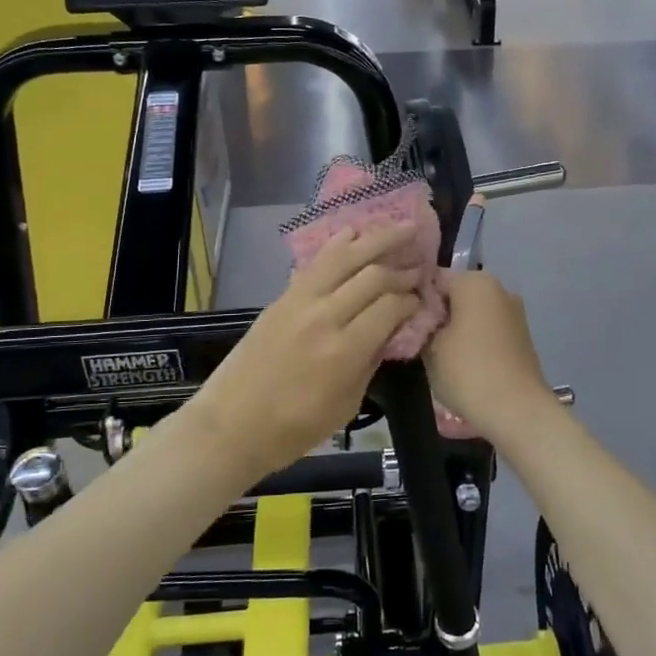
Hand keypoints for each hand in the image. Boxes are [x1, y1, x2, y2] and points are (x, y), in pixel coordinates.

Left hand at [191, 223, 421, 481]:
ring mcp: (299, 300)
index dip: (412, 299)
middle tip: (421, 263)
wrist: (232, 424)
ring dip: (377, 239)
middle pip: (372, 275)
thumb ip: (371, 361)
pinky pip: (317, 262)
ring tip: (403, 228)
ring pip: (345, 256)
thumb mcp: (346, 404)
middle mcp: (324, 315)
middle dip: (402, 267)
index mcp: (344, 350)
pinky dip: (340, 244)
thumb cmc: (294, 428)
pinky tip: (356, 233)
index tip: (422, 298)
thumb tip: (391, 330)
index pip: (391, 306)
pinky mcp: (282, 296)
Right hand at [424, 270, 557, 446]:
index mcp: (475, 281)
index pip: (432, 278)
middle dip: (435, 313)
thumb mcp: (429, 347)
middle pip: (455, 294)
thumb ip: (420, 323)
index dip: (412, 297)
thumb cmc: (467, 371)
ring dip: (453, 328)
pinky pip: (486, 329)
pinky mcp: (520, 336)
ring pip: (471, 312)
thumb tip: (417, 317)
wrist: (517, 411)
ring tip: (433, 354)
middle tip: (414, 338)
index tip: (399, 319)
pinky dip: (471, 339)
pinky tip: (458, 362)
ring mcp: (513, 312)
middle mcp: (498, 288)